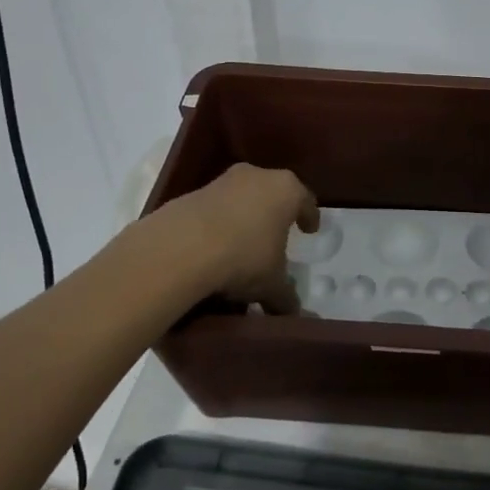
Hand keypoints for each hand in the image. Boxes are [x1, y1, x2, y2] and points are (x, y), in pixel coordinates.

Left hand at [152, 163, 318, 313]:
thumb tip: (292, 313)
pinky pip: (213, 209)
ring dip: (243, 217)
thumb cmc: (244, 258)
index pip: (305, 200)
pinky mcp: (191, 193)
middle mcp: (256, 176)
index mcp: (286, 189)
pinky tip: (213, 247)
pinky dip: (217, 223)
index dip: (309, 216)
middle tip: (276, 235)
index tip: (309, 229)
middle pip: (272, 193)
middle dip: (274, 214)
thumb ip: (286, 297)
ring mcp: (221, 181)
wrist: (180, 249)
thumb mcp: (272, 284)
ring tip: (241, 245)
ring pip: (241, 198)